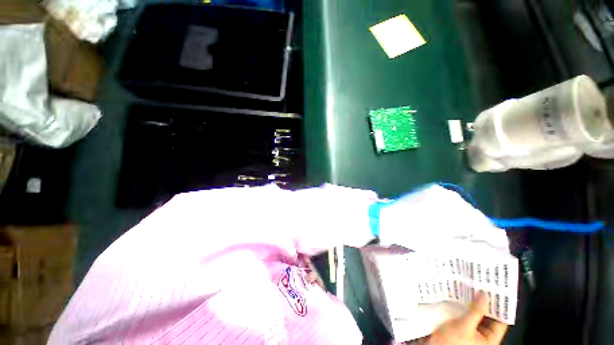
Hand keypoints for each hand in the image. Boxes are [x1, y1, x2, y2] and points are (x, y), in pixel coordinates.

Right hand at [428, 292, 507, 344]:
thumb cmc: (452, 341)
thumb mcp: (464, 326)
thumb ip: (476, 311)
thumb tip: (485, 295)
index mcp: (490, 340)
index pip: (500, 321)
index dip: (499, 306)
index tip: (496, 290)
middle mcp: (484, 336)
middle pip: (489, 317)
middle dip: (485, 302)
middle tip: (482, 285)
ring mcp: (472, 331)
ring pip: (477, 315)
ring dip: (474, 303)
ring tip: (471, 287)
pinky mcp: (462, 327)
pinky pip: (467, 315)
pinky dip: (466, 306)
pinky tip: (461, 296)